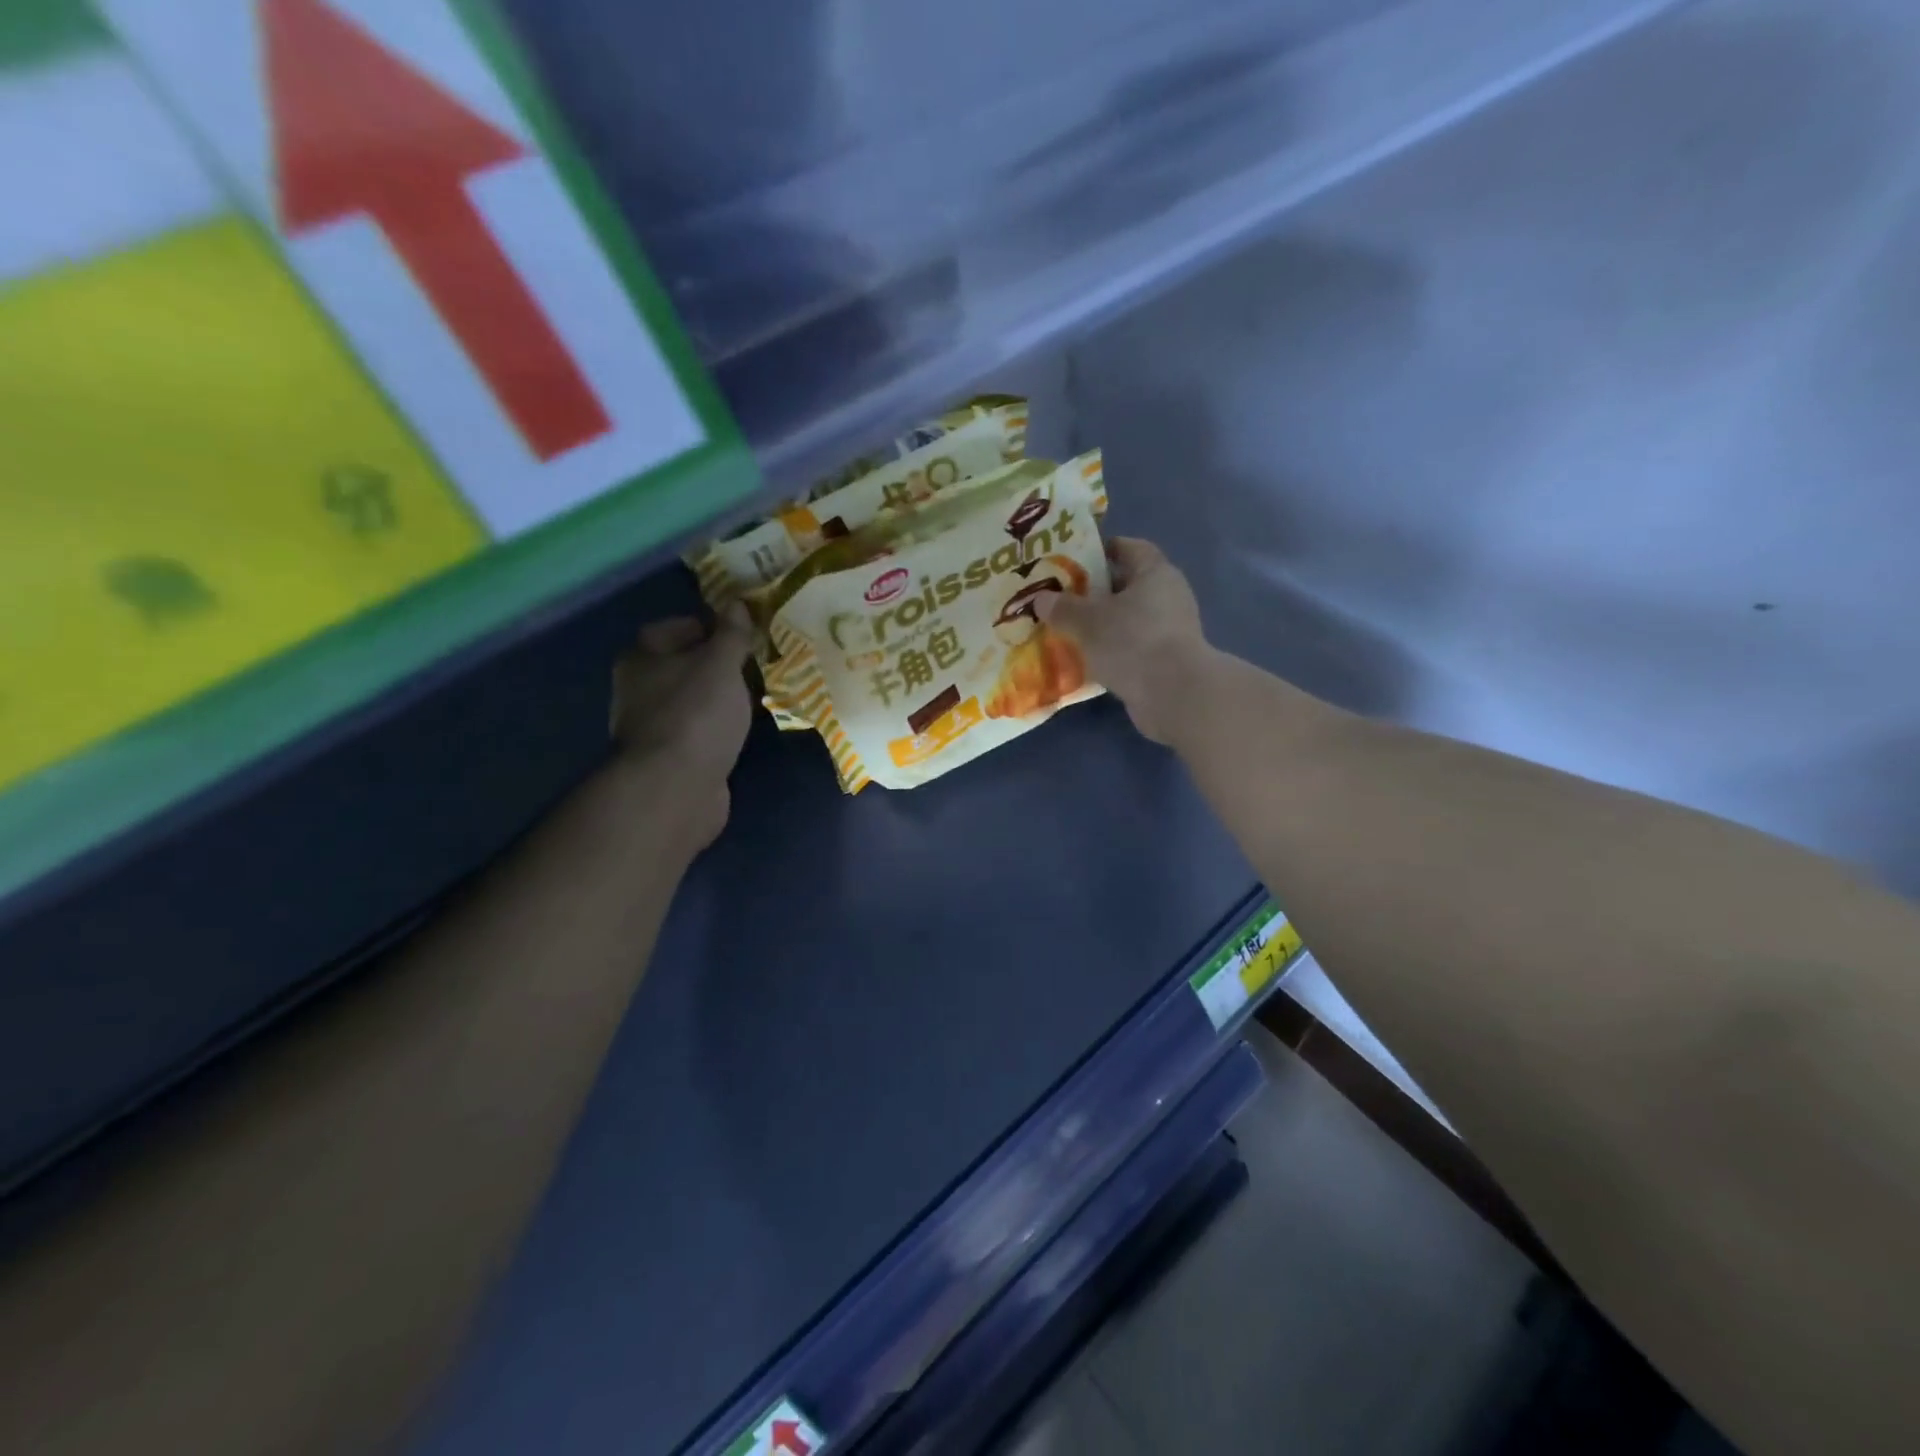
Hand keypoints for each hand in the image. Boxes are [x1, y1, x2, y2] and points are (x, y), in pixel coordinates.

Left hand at [609, 608, 752, 847]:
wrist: (675, 788)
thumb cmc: (696, 714)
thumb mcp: (720, 664)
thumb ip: (731, 634)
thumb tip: (736, 604)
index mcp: (642, 658)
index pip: (674, 628)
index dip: (709, 626)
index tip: (742, 636)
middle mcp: (638, 689)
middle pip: (683, 666)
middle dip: (718, 666)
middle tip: (755, 667)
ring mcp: (652, 727)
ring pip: (692, 701)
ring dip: (720, 700)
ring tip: (754, 700)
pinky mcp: (670, 758)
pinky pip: (699, 732)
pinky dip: (718, 729)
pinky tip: (740, 733)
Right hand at [1035, 537, 1208, 745]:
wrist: (1174, 695)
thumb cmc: (1131, 642)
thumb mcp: (1087, 621)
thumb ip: (1062, 608)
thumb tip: (1041, 598)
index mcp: (1154, 573)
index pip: (1129, 548)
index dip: (1102, 550)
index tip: (1074, 560)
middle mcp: (1168, 596)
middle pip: (1127, 585)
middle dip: (1095, 592)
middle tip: (1062, 599)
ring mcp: (1171, 630)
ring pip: (1129, 619)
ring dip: (1102, 624)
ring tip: (1069, 630)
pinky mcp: (1168, 660)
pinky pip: (1133, 647)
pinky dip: (1112, 650)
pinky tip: (1087, 660)